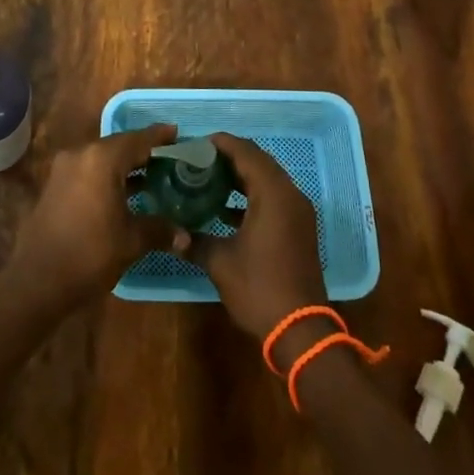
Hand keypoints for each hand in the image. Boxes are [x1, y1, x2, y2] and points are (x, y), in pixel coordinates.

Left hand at [6, 123, 178, 308]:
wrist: (37, 281)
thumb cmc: (90, 253)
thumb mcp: (131, 241)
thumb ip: (159, 230)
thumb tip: (185, 235)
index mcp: (102, 159)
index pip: (137, 140)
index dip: (159, 136)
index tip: (177, 132)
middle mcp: (81, 155)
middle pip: (118, 145)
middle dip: (142, 151)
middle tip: (168, 158)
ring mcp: (63, 169)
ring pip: (101, 158)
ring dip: (123, 165)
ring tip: (150, 176)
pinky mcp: (54, 186)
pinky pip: (87, 171)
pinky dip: (106, 176)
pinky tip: (122, 193)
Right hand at [181, 133, 326, 352]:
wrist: (300, 329)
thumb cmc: (259, 288)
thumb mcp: (220, 263)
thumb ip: (195, 241)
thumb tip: (173, 235)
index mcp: (273, 194)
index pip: (246, 153)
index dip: (221, 144)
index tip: (195, 144)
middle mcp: (290, 195)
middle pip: (259, 161)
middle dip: (230, 157)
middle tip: (198, 160)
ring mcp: (298, 212)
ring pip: (268, 180)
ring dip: (242, 176)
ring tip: (208, 179)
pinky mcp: (299, 228)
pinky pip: (274, 198)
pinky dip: (252, 195)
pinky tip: (226, 209)